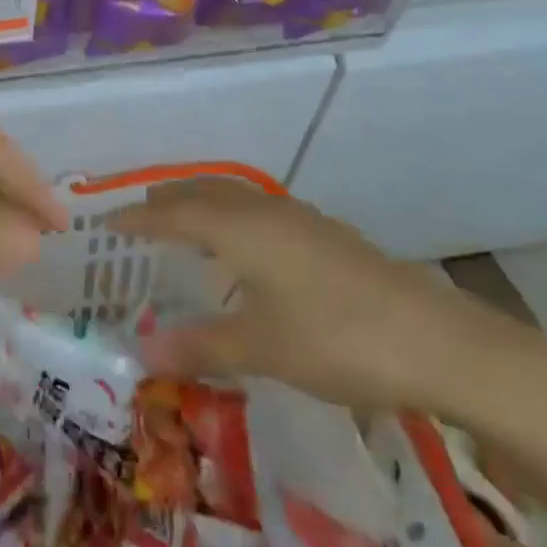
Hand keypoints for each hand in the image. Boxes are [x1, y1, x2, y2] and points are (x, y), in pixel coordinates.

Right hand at [113, 179, 536, 413]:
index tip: (104, 223)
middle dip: (164, 201)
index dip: (134, 218)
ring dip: (200, 205)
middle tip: (136, 220)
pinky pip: (258, 211)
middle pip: (200, 192)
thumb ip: (198, 347)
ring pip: (233, 197)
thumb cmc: (337, 339)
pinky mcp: (326, 235)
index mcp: (237, 228)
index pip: (170, 214)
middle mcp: (262, 211)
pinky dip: (232, 217)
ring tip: (181, 228)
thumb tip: (140, 353)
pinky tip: (242, 250)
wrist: (441, 343)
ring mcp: (299, 219)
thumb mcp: (260, 348)